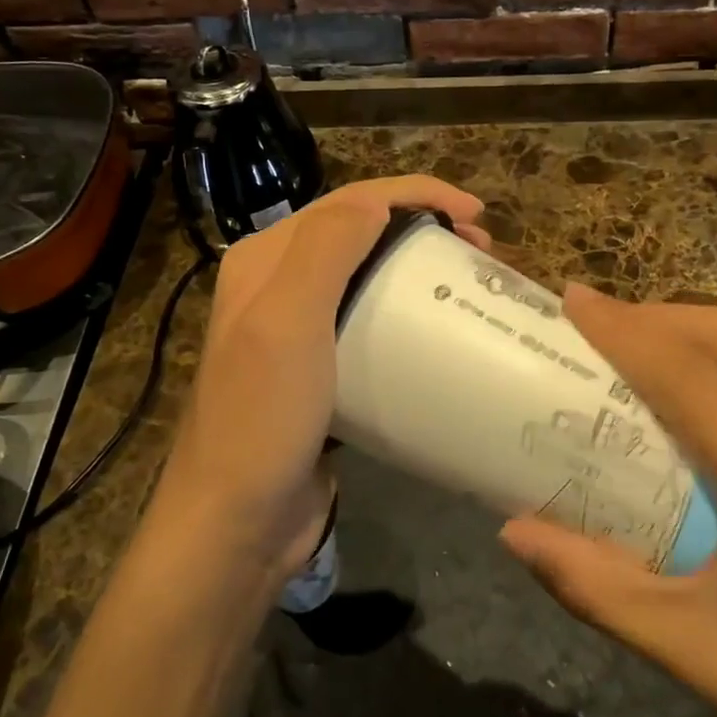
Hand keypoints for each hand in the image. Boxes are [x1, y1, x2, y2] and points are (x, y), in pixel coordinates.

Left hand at [160, 175, 488, 583]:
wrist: (236, 522)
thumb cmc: (263, 416)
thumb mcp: (288, 321)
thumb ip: (326, 248)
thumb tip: (378, 202)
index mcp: (265, 260)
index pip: (348, 202)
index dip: (415, 194)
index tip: (476, 215)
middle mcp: (278, 285)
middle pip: (361, 234)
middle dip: (423, 227)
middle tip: (481, 252)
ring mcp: (298, 331)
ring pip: (368, 278)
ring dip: (418, 269)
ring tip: (468, 283)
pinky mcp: (320, 373)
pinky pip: (370, 326)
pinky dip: (407, 316)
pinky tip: (437, 333)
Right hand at [499, 285, 716, 716]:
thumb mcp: (689, 651)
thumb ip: (594, 586)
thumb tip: (512, 532)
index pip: (694, 376)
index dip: (626, 330)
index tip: (571, 301)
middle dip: (656, 316)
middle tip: (592, 325)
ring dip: (687, 332)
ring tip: (626, 349)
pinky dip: (716, 361)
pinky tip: (680, 399)